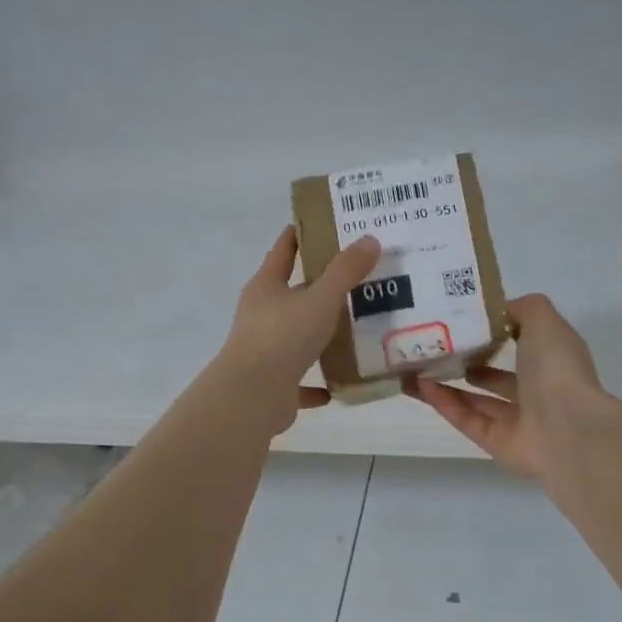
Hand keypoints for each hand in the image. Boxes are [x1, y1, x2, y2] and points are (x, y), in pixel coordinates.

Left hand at [216, 226, 380, 433]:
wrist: (253, 397)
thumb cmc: (282, 337)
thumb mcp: (320, 299)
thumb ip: (345, 271)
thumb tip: (369, 239)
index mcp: (266, 287)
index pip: (283, 250)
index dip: (300, 235)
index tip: (323, 224)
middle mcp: (260, 315)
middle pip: (291, 294)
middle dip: (319, 287)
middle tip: (356, 277)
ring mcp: (264, 351)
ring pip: (296, 336)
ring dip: (319, 334)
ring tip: (354, 329)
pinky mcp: (273, 384)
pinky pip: (300, 380)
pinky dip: (317, 382)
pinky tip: (340, 382)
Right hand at [410, 294, 603, 480]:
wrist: (567, 429)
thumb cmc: (556, 369)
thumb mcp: (543, 321)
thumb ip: (521, 309)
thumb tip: (496, 311)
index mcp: (552, 360)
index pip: (522, 342)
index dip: (493, 331)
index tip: (461, 319)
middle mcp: (537, 390)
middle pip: (496, 376)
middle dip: (466, 361)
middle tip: (433, 345)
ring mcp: (518, 421)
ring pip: (476, 400)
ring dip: (446, 383)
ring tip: (417, 365)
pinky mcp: (497, 444)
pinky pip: (467, 420)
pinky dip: (445, 403)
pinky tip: (420, 386)